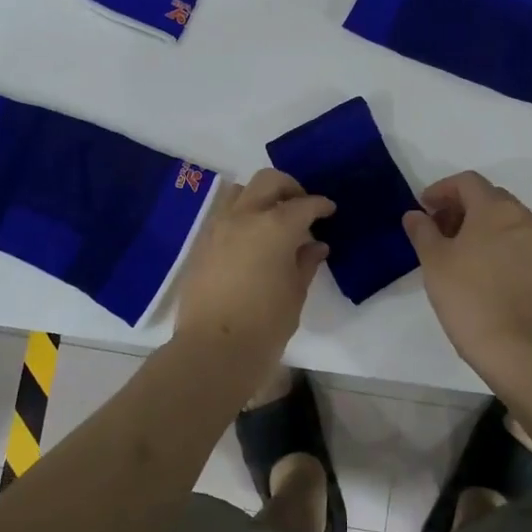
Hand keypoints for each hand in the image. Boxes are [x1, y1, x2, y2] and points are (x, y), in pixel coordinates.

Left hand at [175, 169, 333, 367]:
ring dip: (260, 195)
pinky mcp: (202, 242)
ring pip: (240, 191)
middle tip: (302, 206)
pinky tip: (251, 237)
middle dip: (290, 187)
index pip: (304, 204)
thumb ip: (306, 262)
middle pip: (269, 181)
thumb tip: (315, 245)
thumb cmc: (265, 324)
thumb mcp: (295, 292)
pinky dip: (241, 213)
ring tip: (273, 218)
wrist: (213, 349)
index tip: (329, 210)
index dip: (320, 205)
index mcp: (275, 226)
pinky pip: (224, 213)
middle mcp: (245, 216)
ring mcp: (218, 226)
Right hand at [403, 171, 531, 377]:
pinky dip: (491, 241)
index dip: (441, 189)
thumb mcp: (434, 260)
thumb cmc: (468, 295)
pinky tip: (473, 266)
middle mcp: (520, 217)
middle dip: (458, 205)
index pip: (467, 182)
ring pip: (501, 219)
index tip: (423, 208)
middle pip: (487, 197)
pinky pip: (512, 239)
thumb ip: (422, 231)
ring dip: (475, 223)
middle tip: (434, 227)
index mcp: (496, 208)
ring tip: (451, 248)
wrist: (514, 345)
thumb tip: (415, 215)